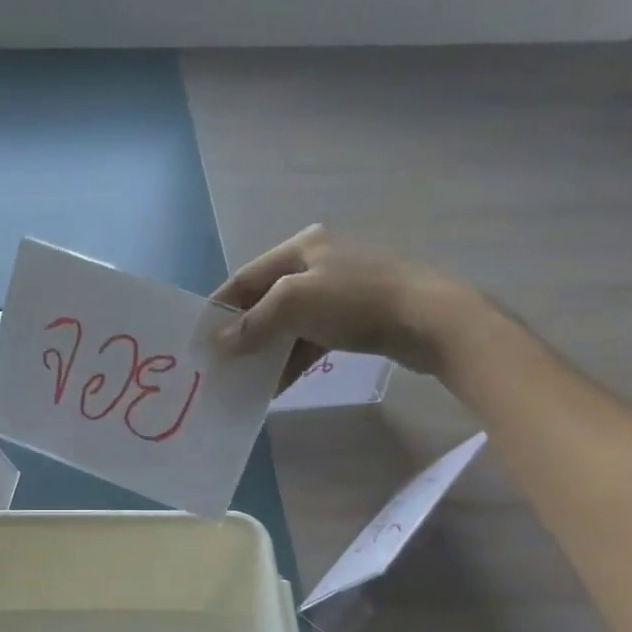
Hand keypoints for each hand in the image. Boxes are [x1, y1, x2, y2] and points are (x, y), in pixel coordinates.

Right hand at [212, 224, 485, 383]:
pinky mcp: (359, 318)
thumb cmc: (356, 301)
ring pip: (290, 323)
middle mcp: (320, 263)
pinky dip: (294, 359)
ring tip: (245, 380)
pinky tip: (278, 385)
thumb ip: (250, 325)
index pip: (245, 277)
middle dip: (242, 333)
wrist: (432, 320)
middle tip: (220, 363)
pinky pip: (314, 339)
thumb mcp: (292, 305)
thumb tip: (213, 345)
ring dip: (267, 351)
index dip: (219, 307)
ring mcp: (342, 291)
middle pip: (266, 300)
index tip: (198, 338)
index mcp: (302, 247)